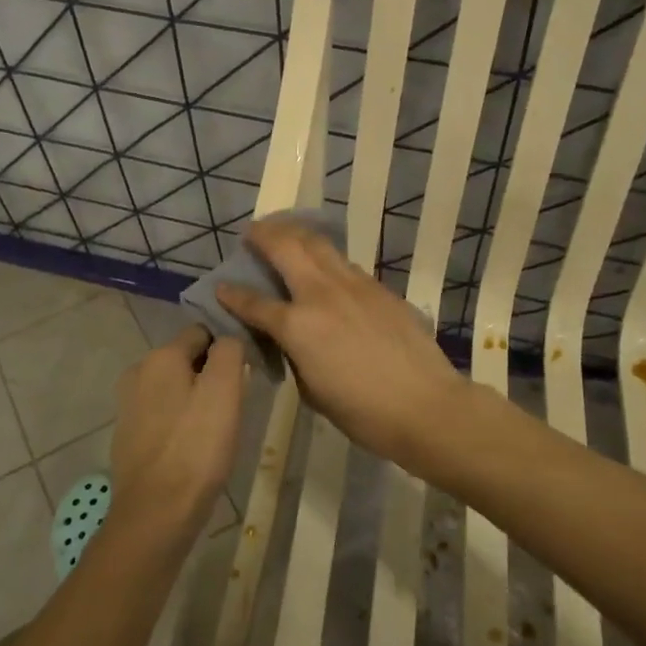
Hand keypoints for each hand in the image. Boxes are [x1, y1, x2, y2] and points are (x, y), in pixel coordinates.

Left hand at [108, 325, 246, 539]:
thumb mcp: (225, 390)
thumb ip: (229, 352)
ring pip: (174, 388)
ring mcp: (128, 405)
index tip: (244, 374)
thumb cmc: (197, 447)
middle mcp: (138, 372)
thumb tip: (227, 340)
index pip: (201, 332)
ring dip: (195, 399)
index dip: (226, 348)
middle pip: (186, 360)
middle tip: (234, 405)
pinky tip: (193, 447)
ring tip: (216, 429)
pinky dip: (179, 422)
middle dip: (210, 374)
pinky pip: (162, 415)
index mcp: (161, 356)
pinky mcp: (127, 435)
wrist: (156, 512)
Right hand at [214, 216, 460, 463]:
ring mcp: (354, 285)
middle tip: (254, 233)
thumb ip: (294, 356)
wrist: (425, 404)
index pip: (254, 302)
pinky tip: (325, 267)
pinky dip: (326, 258)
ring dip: (296, 234)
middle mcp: (322, 294)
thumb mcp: (312, 390)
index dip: (232, 295)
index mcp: (298, 325)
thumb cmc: (363, 412)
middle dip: (264, 234)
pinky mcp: (379, 288)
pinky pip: (344, 264)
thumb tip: (290, 339)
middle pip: (286, 247)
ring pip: (319, 244)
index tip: (220, 286)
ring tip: (285, 232)